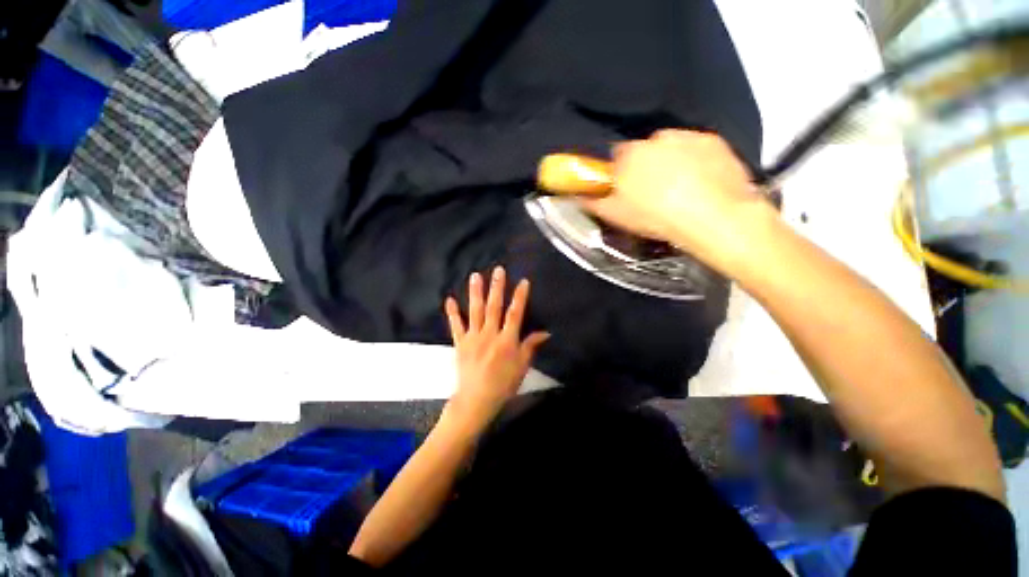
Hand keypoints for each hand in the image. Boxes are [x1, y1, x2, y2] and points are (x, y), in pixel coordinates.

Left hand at [444, 267, 549, 428]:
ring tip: (475, 276)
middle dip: (497, 287)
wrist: (476, 400)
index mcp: (507, 340)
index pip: (515, 314)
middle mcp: (490, 334)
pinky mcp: (460, 342)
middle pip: (494, 307)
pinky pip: (456, 325)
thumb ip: (531, 346)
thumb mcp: (522, 366)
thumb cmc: (503, 384)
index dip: (520, 297)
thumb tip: (545, 332)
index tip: (523, 281)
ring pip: (475, 311)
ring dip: (476, 293)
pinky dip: (452, 312)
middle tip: (497, 270)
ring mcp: (473, 337)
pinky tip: (449, 299)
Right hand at [580, 130, 769, 271]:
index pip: (617, 155)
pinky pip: (697, 149)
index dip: (620, 171)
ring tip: (680, 188)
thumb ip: (593, 202)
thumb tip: (577, 196)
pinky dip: (696, 161)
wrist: (712, 216)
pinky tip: (701, 182)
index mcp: (629, 156)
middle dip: (645, 166)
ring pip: (672, 148)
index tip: (625, 186)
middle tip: (653, 191)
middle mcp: (656, 138)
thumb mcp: (616, 216)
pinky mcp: (715, 141)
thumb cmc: (655, 217)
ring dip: (671, 162)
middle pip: (645, 150)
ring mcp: (688, 136)